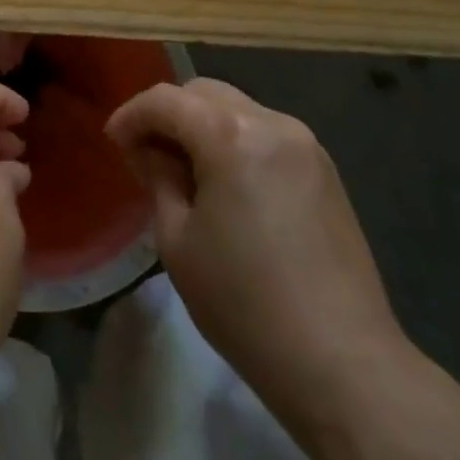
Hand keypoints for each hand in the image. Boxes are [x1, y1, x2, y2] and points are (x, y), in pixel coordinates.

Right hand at [104, 79, 408, 419]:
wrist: (345, 365)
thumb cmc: (245, 304)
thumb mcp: (177, 241)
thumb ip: (158, 178)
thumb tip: (150, 151)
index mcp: (230, 135)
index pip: (166, 100)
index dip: (132, 115)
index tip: (113, 140)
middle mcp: (270, 122)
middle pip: (203, 93)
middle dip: (168, 114)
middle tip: (146, 152)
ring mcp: (304, 143)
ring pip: (237, 109)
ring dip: (203, 126)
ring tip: (185, 169)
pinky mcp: (325, 169)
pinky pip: (266, 133)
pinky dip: (236, 141)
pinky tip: (227, 183)